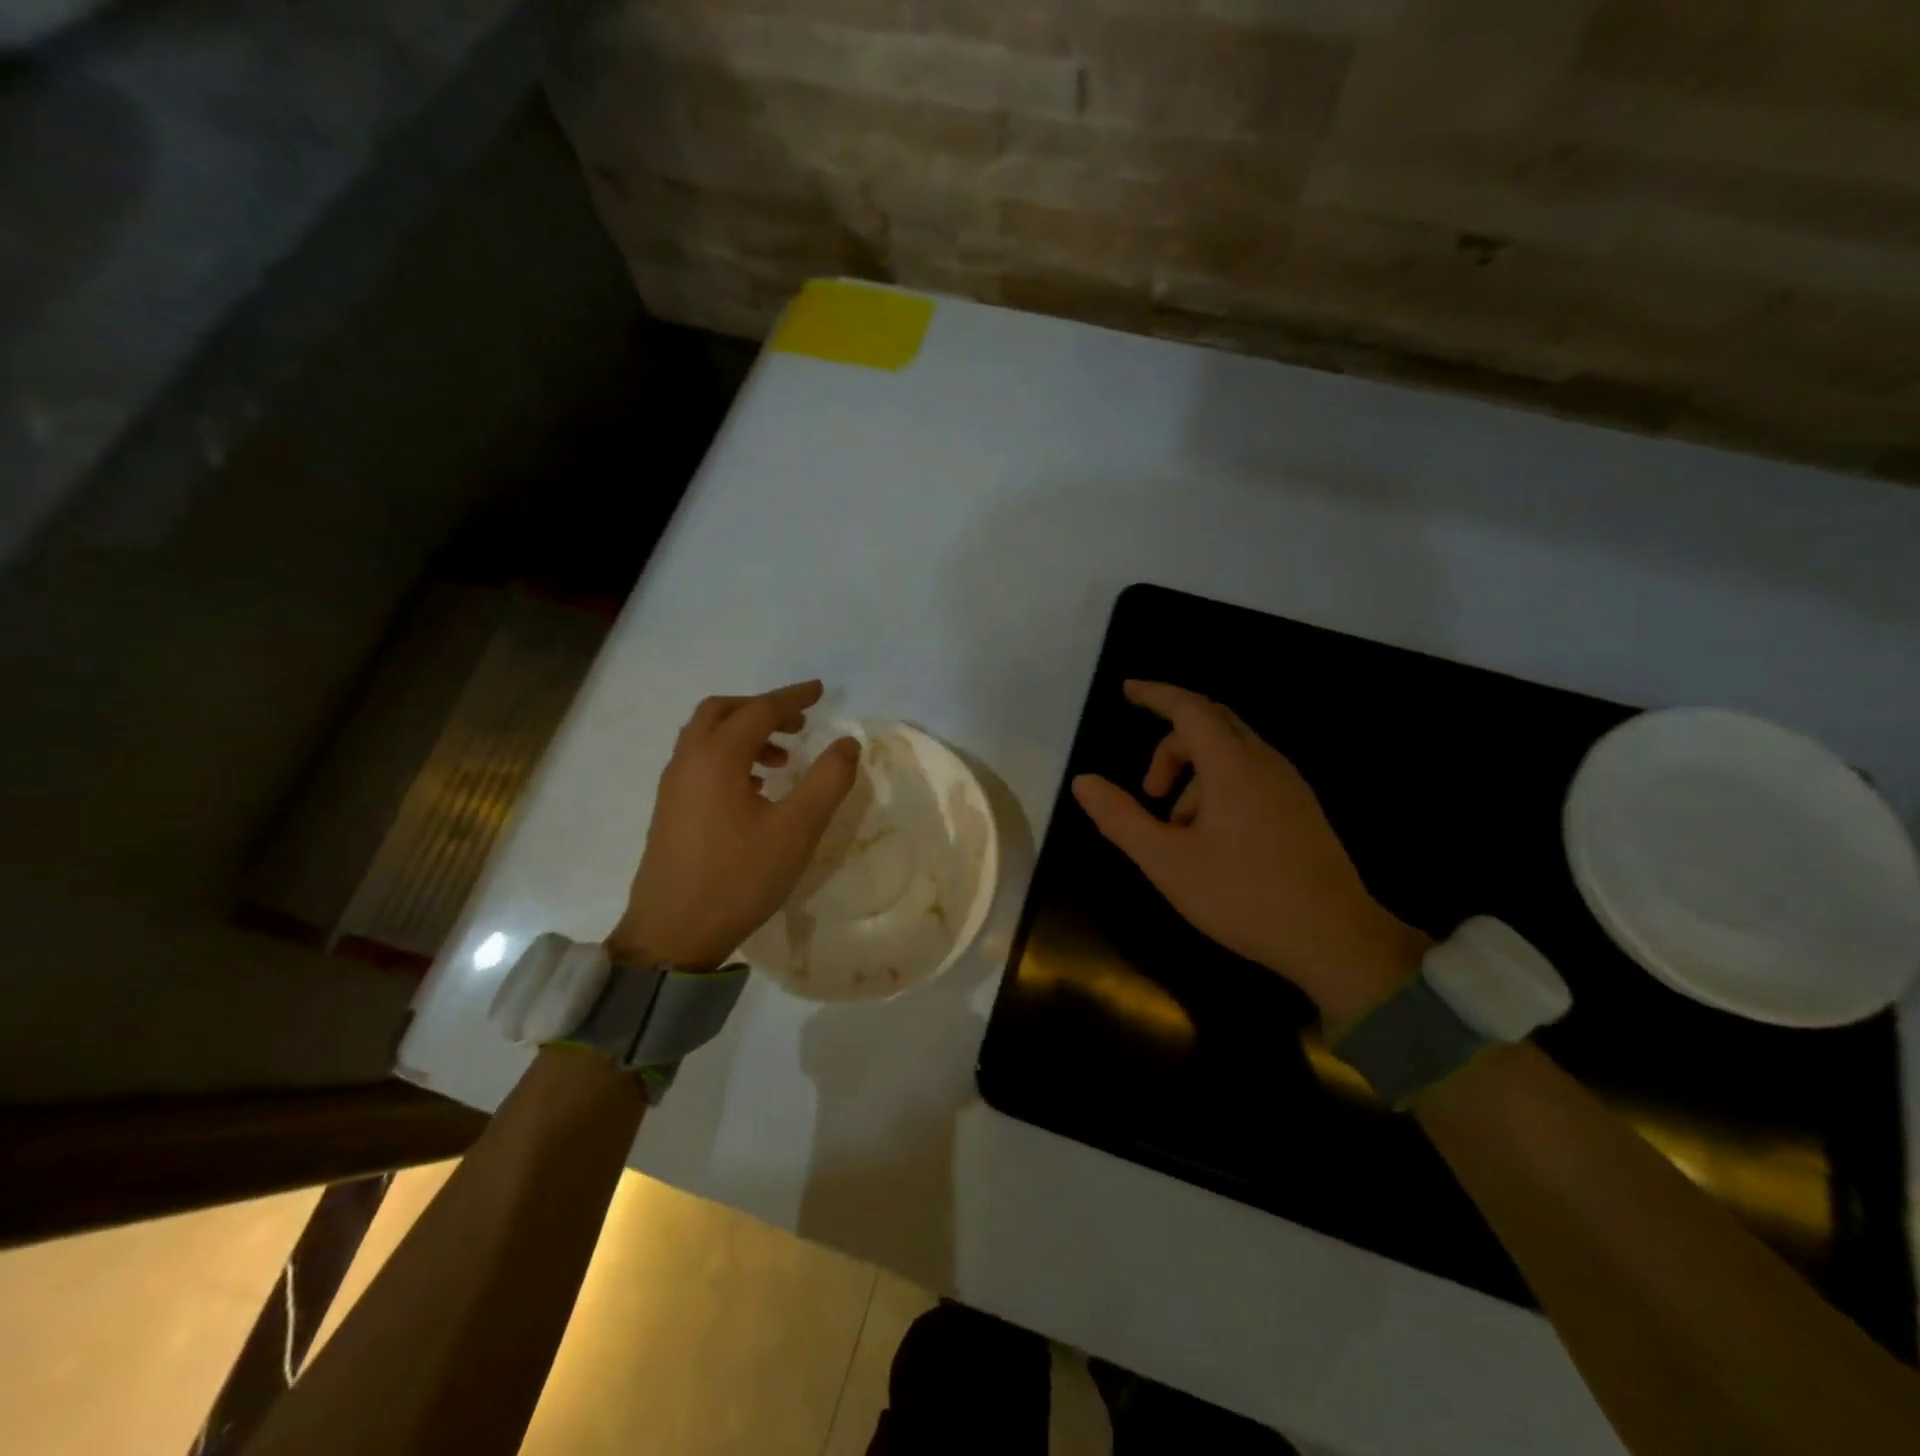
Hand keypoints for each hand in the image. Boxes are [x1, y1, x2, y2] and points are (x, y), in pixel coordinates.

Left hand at [609, 681, 859, 969]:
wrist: (672, 933)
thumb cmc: (739, 877)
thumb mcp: (797, 829)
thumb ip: (828, 780)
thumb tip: (847, 744)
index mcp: (717, 757)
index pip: (759, 710)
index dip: (792, 697)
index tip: (820, 691)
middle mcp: (688, 762)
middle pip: (721, 712)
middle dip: (761, 708)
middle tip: (797, 722)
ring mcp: (672, 787)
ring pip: (705, 737)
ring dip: (744, 734)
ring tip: (781, 759)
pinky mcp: (669, 811)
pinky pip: (698, 762)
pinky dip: (728, 757)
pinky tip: (754, 790)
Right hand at [1071, 680, 1427, 1028]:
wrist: (1336, 940)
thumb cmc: (1243, 896)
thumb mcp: (1167, 861)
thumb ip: (1120, 818)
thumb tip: (1083, 781)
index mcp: (1232, 765)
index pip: (1189, 707)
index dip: (1155, 694)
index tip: (1127, 691)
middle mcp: (1265, 762)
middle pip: (1211, 724)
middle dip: (1170, 746)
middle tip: (1149, 790)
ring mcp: (1289, 785)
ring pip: (1231, 754)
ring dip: (1194, 776)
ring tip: (1180, 833)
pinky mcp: (1301, 809)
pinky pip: (1250, 775)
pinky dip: (1219, 788)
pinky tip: (1213, 841)